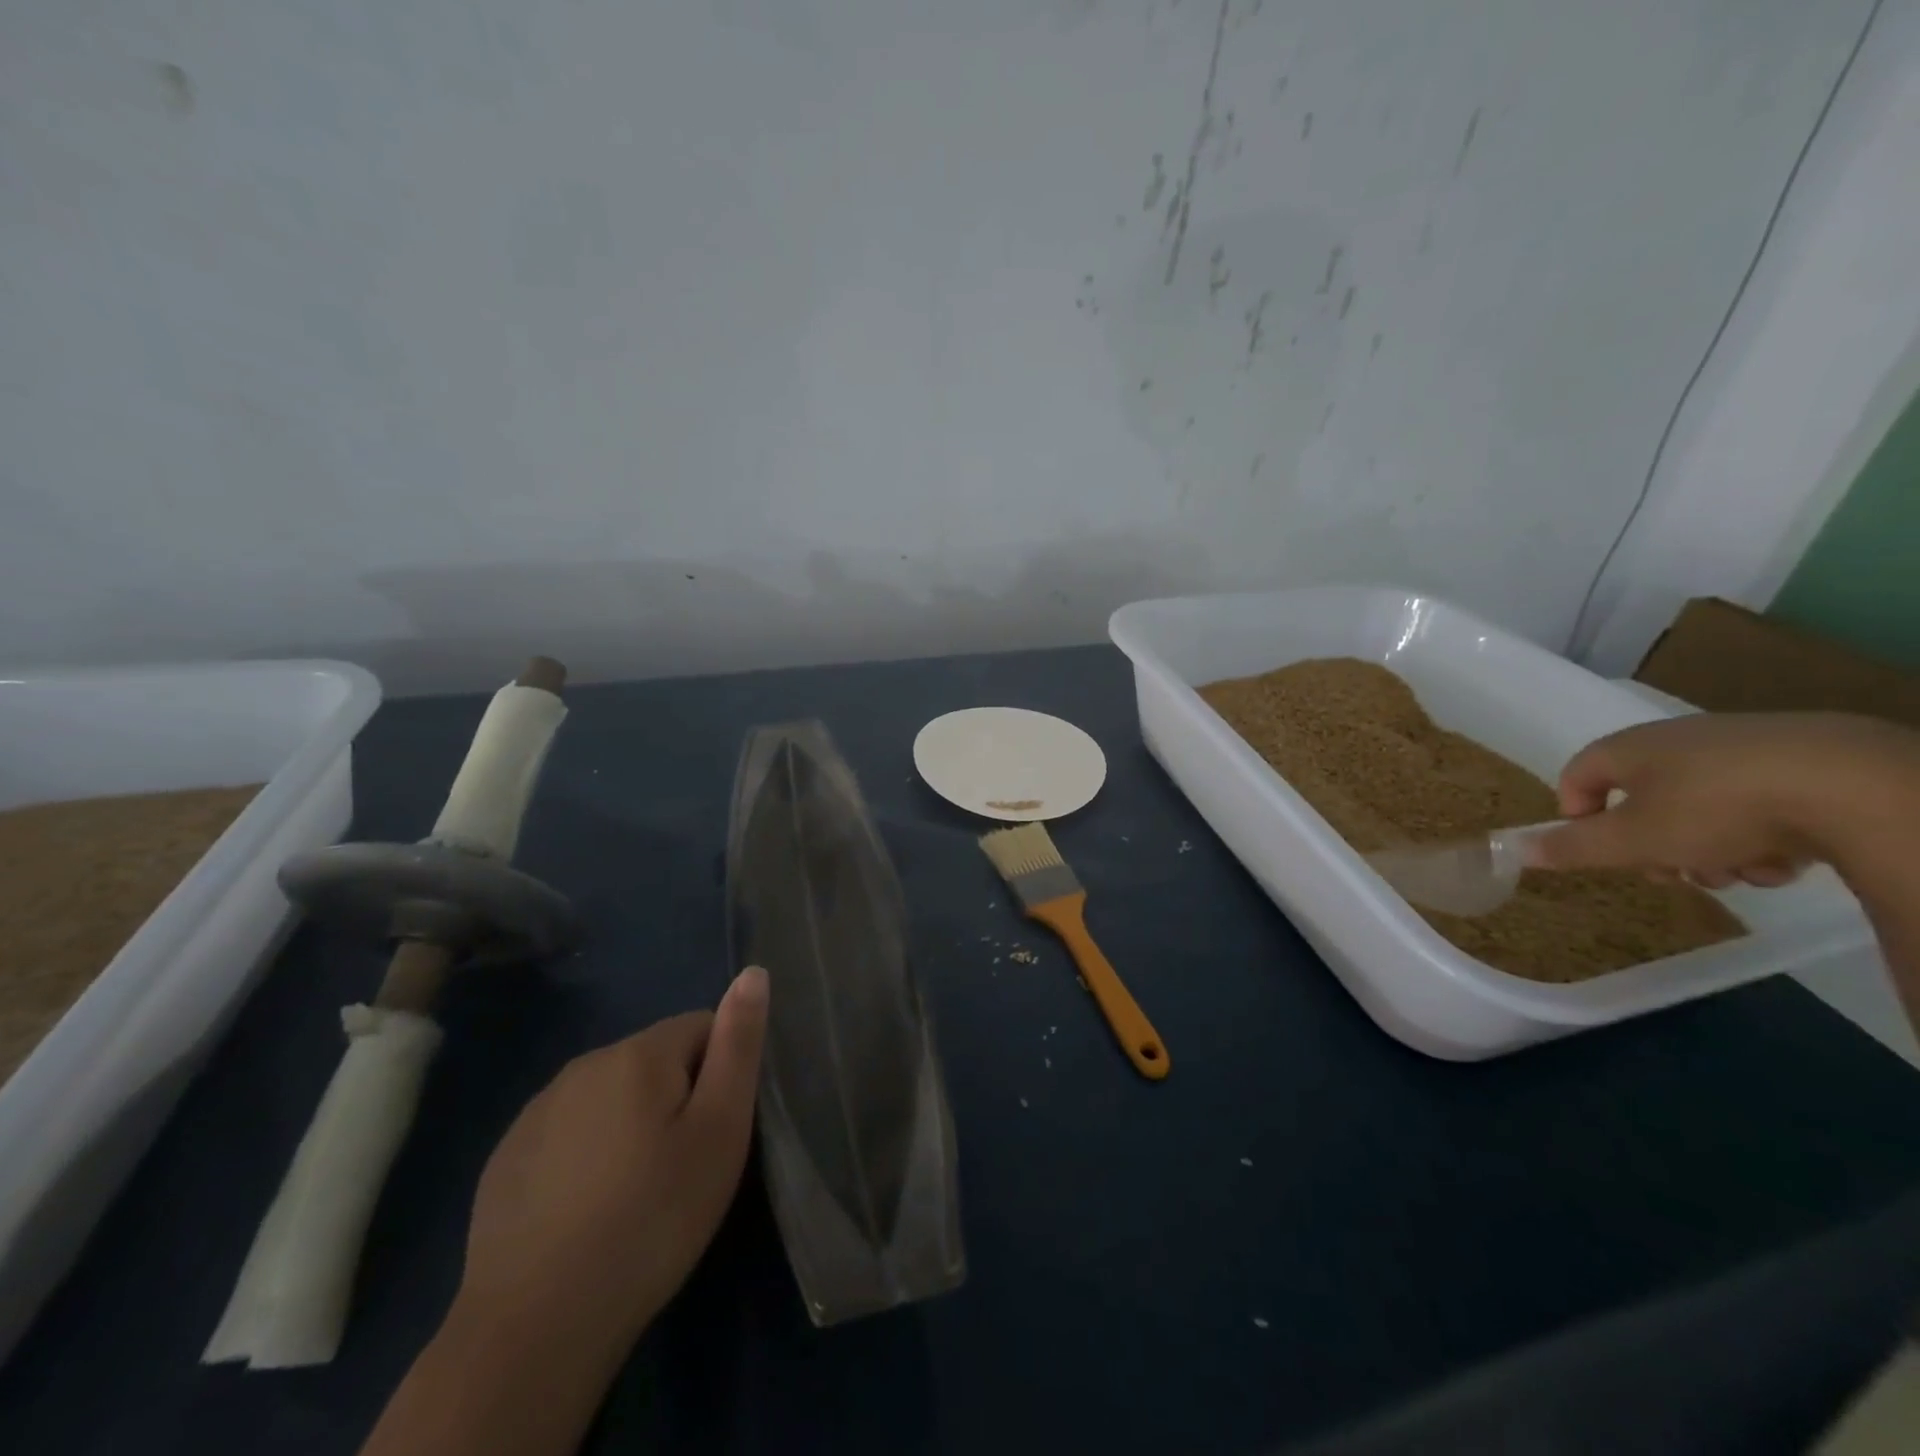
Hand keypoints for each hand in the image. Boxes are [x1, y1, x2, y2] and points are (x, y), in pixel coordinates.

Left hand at [452, 966, 769, 1350]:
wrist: (536, 1327)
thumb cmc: (652, 1218)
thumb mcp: (719, 1131)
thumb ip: (737, 1046)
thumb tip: (753, 973)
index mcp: (638, 1053)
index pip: (702, 1027)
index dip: (720, 1074)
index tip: (714, 1132)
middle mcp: (584, 1064)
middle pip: (655, 1059)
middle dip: (676, 1097)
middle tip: (682, 1167)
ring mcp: (537, 1110)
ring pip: (611, 1095)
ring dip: (632, 1122)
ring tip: (637, 1191)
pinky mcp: (506, 1157)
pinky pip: (569, 1131)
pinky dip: (588, 1153)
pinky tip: (588, 1209)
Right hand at [1529, 712, 1919, 888]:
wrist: (1854, 787)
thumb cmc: (1715, 809)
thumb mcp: (1632, 840)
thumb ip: (1572, 846)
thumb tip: (1513, 849)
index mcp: (1630, 748)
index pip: (1578, 774)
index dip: (1577, 814)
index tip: (1599, 846)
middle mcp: (1679, 740)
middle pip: (1643, 799)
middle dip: (1653, 844)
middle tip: (1672, 873)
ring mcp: (1742, 748)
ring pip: (1701, 807)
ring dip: (1708, 848)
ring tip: (1738, 873)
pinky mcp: (1803, 762)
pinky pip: (1757, 803)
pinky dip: (1760, 835)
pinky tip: (1785, 860)